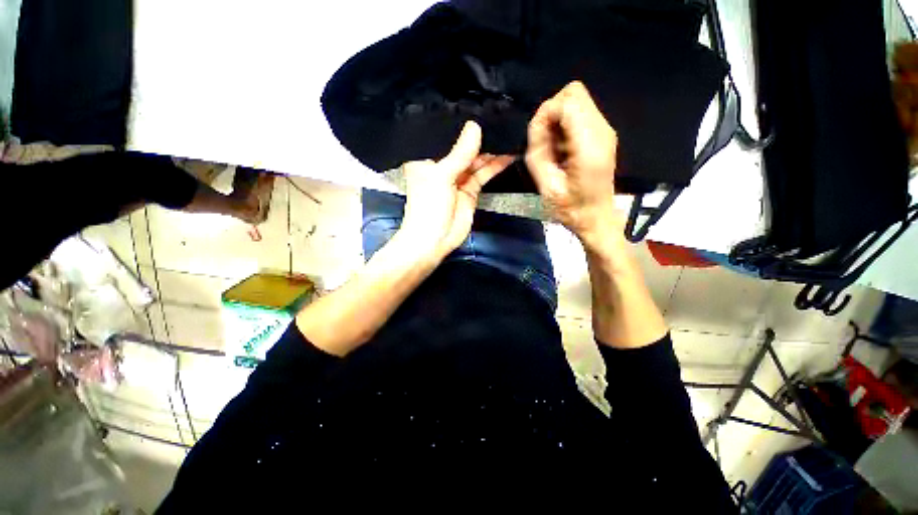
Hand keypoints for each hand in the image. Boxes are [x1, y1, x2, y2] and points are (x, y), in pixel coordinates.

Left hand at [399, 121, 513, 258]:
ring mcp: (458, 179)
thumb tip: (475, 126)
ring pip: (475, 161)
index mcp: (427, 159)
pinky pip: (483, 175)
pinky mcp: (470, 191)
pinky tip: (506, 156)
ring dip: (490, 152)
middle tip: (499, 120)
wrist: (434, 240)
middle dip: (480, 138)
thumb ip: (459, 154)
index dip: (459, 124)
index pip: (444, 136)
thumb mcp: (441, 176)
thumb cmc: (428, 207)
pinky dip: (494, 167)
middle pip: (463, 148)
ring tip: (507, 135)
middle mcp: (442, 166)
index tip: (478, 108)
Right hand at [525, 81, 620, 245]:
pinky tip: (563, 150)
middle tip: (545, 142)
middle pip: (574, 92)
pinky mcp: (602, 134)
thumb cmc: (569, 208)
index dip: (546, 115)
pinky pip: (580, 114)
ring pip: (577, 100)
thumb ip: (538, 151)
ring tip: (554, 150)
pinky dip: (565, 125)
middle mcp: (602, 130)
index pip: (567, 102)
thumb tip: (537, 123)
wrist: (595, 217)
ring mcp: (605, 130)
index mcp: (589, 145)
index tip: (539, 140)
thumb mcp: (546, 185)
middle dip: (552, 113)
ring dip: (558, 120)